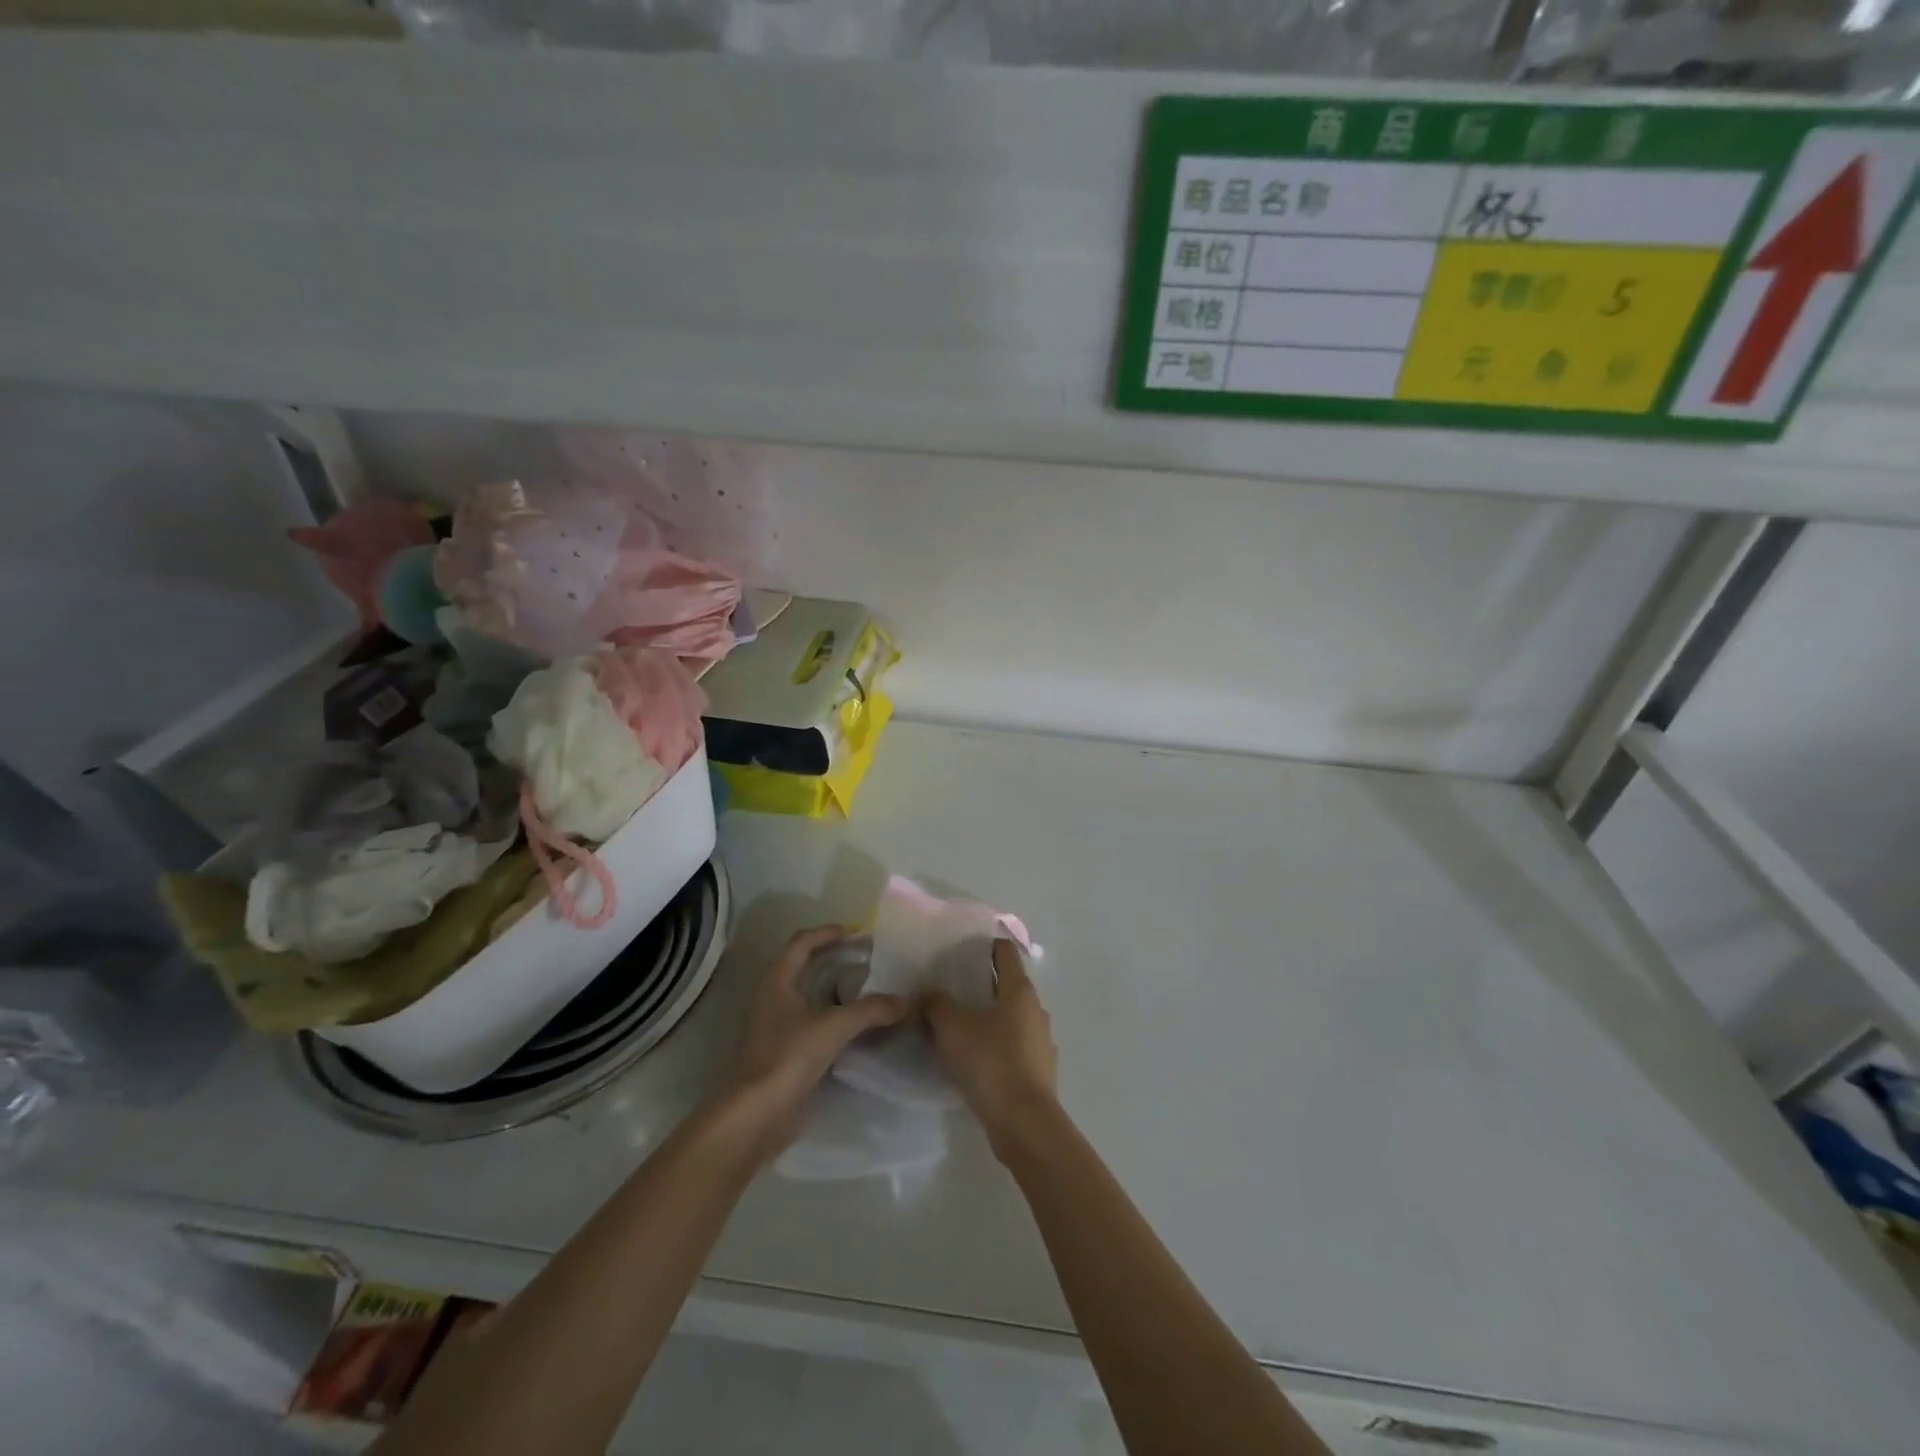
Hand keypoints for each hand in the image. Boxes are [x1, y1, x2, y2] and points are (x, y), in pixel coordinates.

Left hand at [729, 925, 908, 1154]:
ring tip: (866, 990)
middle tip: (865, 959)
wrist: (758, 1114)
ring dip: (834, 989)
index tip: (857, 933)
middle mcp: (772, 997)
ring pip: (807, 995)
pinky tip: (855, 1026)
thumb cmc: (790, 1056)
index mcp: (777, 980)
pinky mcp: (782, 1052)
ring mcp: (774, 1026)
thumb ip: (872, 1010)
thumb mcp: (835, 1026)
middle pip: (803, 966)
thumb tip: (904, 1002)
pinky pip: (811, 1022)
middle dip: (833, 958)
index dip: (828, 933)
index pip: (802, 942)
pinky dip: (832, 1017)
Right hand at [924, 939, 1057, 1154]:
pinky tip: (972, 1059)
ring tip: (956, 1025)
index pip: (1005, 953)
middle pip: (1006, 986)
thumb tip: (930, 994)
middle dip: (980, 984)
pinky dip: (994, 1045)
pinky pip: (1012, 1047)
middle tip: (948, 988)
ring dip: (987, 1017)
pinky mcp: (1038, 1071)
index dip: (984, 946)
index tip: (960, 950)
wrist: (1024, 1124)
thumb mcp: (952, 1027)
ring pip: (1010, 1018)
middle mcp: (1036, 1010)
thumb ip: (937, 1003)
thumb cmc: (990, 1063)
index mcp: (1020, 991)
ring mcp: (1041, 1042)